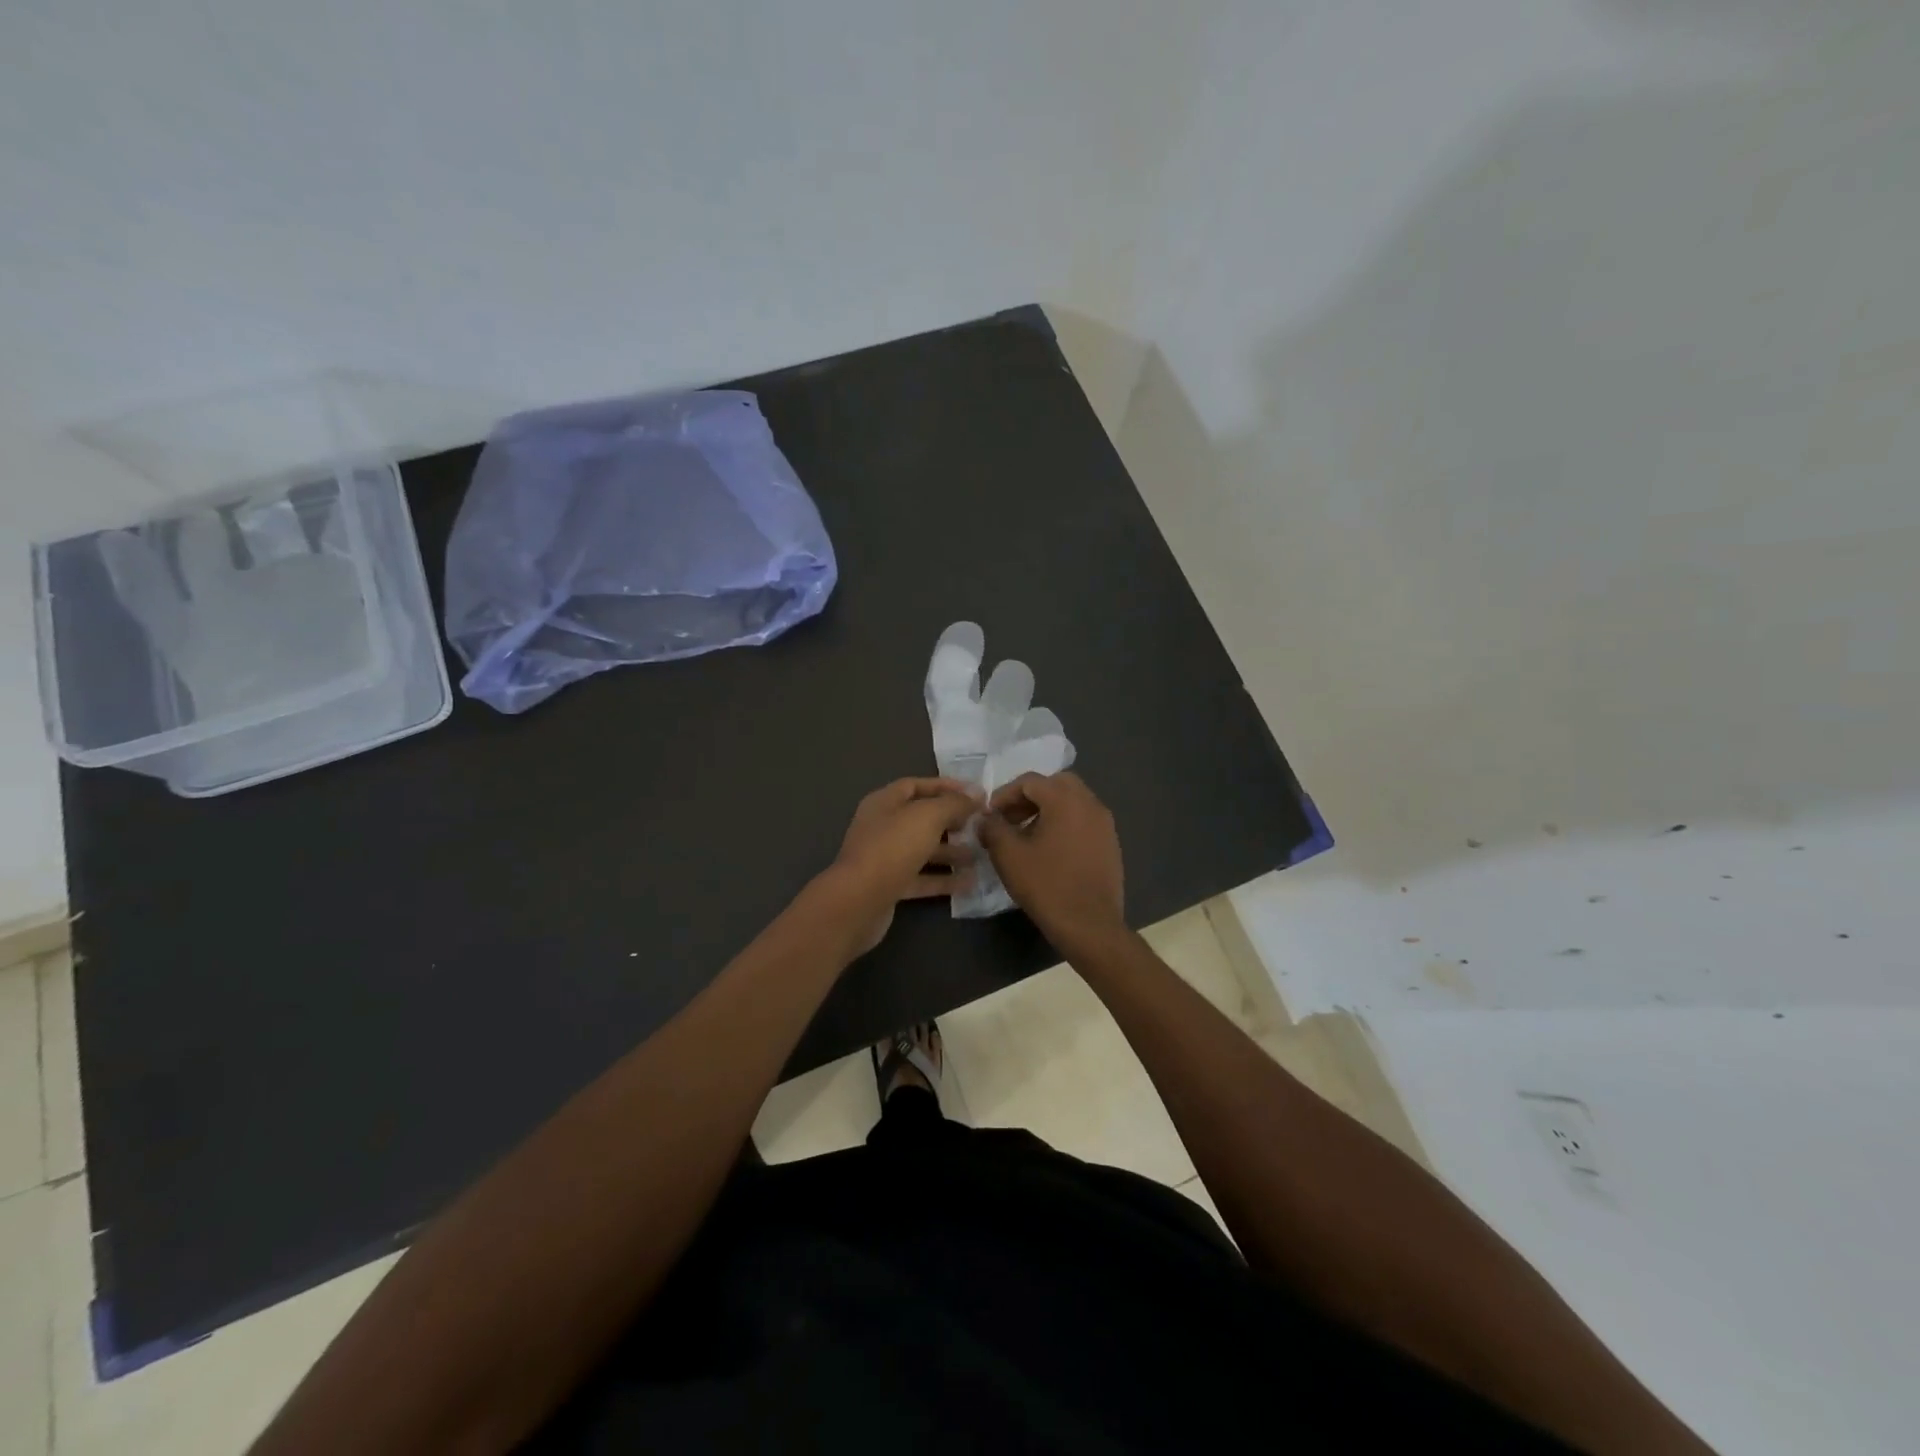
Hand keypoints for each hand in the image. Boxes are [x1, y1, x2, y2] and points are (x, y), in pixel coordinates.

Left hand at [829, 777, 981, 954]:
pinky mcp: (890, 886)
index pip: (916, 785)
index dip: (945, 786)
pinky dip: (943, 879)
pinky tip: (969, 883)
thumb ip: (954, 803)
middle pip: (921, 818)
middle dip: (951, 820)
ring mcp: (885, 858)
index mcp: (884, 803)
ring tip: (980, 855)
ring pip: (923, 850)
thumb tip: (976, 795)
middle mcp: (882, 827)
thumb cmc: (892, 848)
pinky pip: (921, 878)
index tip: (975, 794)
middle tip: (980, 825)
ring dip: (951, 852)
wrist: (859, 901)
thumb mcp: (927, 816)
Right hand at [976, 772, 1124, 943]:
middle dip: (1029, 797)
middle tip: (1010, 819)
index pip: (1030, 781)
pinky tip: (1050, 851)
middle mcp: (1090, 803)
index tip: (990, 815)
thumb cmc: (1046, 885)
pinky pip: (1084, 821)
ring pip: (1072, 802)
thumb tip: (985, 819)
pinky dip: (1064, 824)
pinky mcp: (1111, 844)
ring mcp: (1105, 824)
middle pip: (1056, 785)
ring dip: (1047, 810)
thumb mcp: (1008, 855)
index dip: (1005, 794)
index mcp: (1066, 799)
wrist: (1090, 925)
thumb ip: (992, 828)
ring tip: (1027, 835)